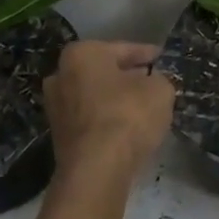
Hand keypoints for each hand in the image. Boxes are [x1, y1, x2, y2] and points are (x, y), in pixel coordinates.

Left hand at [45, 41, 175, 181]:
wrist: (96, 170)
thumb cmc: (127, 115)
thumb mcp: (160, 90)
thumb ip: (158, 79)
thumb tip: (152, 83)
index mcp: (82, 54)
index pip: (123, 48)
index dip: (147, 54)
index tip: (162, 58)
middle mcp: (61, 75)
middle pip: (104, 72)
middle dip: (127, 76)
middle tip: (153, 81)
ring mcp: (56, 107)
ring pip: (96, 97)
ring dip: (117, 100)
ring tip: (143, 106)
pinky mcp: (59, 136)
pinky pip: (91, 119)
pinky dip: (108, 120)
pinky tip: (128, 128)